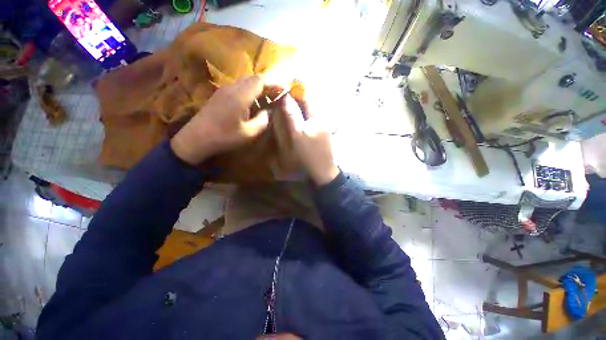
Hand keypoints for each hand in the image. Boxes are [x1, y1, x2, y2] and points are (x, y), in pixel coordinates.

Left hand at [171, 75, 268, 164]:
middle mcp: (232, 88)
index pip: (260, 80)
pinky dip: (250, 91)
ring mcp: (225, 89)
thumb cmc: (224, 137)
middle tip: (277, 94)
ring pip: (246, 81)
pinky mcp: (221, 94)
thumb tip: (270, 111)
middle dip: (268, 83)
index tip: (284, 89)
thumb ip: (263, 121)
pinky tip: (254, 103)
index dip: (274, 82)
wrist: (196, 138)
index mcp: (240, 96)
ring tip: (267, 99)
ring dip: (259, 87)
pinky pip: (239, 87)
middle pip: (253, 78)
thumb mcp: (249, 133)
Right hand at [281, 95, 338, 185]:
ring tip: (286, 104)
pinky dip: (302, 115)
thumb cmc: (309, 153)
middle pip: (309, 102)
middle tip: (283, 95)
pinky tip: (295, 117)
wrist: (322, 170)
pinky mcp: (321, 132)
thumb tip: (286, 97)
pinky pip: (310, 118)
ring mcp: (323, 125)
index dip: (296, 89)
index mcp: (318, 116)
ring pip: (309, 110)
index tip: (284, 85)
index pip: (307, 96)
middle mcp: (322, 117)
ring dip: (299, 106)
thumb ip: (292, 115)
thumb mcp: (297, 134)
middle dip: (297, 97)